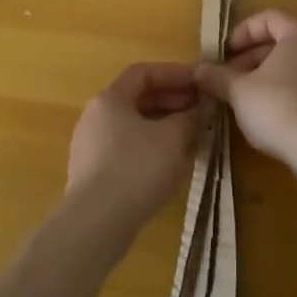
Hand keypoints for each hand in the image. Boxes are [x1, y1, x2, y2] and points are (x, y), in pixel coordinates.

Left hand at [65, 63, 202, 242]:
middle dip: (173, 101)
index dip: (175, 73)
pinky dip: (152, 147)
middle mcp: (95, 116)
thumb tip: (204, 105)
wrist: (96, 223)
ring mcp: (91, 146)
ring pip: (134, 126)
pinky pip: (127, 148)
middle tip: (202, 110)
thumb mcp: (173, 138)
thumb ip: (191, 117)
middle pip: (138, 98)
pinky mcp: (94, 173)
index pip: (144, 72)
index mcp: (110, 98)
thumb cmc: (136, 168)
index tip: (201, 82)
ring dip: (165, 126)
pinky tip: (172, 163)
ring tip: (193, 136)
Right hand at [195, 11, 296, 165]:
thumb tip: (198, 70)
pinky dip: (289, 91)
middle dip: (252, 58)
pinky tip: (272, 115)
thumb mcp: (239, 91)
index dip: (242, 33)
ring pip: (296, 65)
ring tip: (246, 99)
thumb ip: (218, 77)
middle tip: (230, 79)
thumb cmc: (279, 107)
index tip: (225, 54)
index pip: (268, 18)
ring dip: (269, 76)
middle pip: (283, 41)